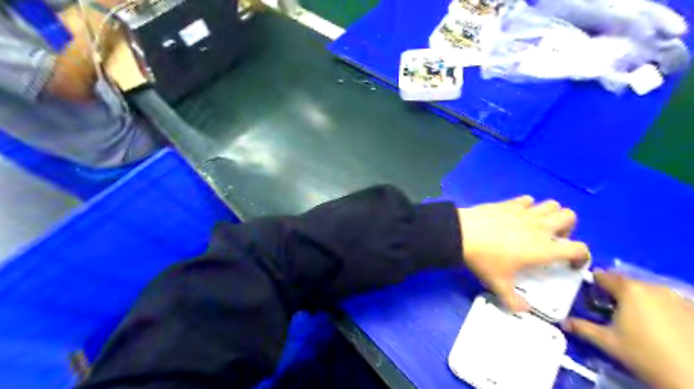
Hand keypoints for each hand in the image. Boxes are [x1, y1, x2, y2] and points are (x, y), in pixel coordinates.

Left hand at [460, 195, 587, 311]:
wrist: (461, 234)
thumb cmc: (484, 260)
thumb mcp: (498, 284)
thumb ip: (513, 301)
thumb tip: (523, 310)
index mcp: (544, 248)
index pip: (579, 248)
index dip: (582, 257)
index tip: (570, 265)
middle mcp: (539, 227)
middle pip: (570, 216)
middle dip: (567, 228)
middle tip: (552, 240)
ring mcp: (524, 212)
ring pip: (551, 204)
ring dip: (550, 214)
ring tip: (536, 226)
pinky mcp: (508, 203)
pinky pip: (526, 200)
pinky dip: (527, 206)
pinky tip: (515, 216)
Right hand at [567, 274, 693, 387]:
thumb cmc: (644, 354)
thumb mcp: (607, 342)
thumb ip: (582, 327)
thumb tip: (563, 322)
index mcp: (629, 289)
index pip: (604, 276)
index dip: (593, 283)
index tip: (589, 293)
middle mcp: (654, 288)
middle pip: (627, 283)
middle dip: (616, 292)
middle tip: (609, 309)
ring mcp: (678, 298)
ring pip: (649, 292)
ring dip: (638, 300)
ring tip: (634, 319)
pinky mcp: (693, 311)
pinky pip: (668, 302)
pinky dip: (659, 308)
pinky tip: (658, 326)